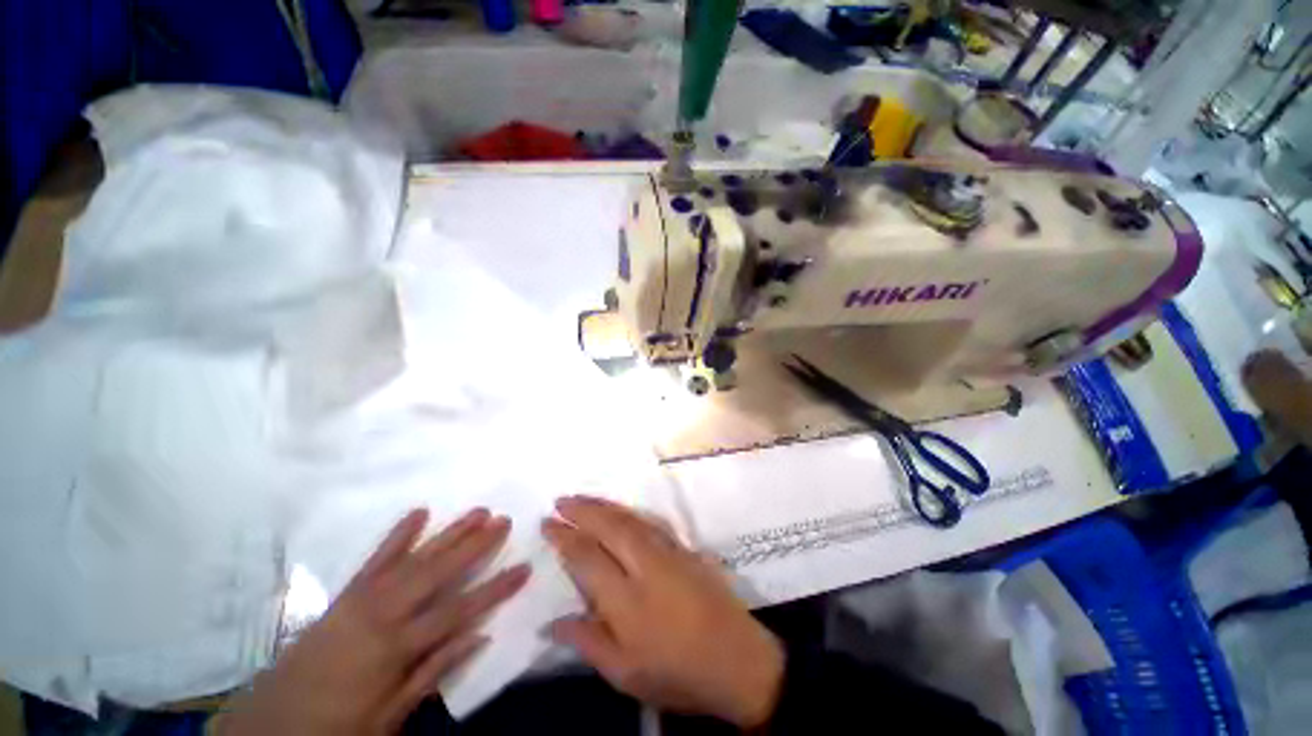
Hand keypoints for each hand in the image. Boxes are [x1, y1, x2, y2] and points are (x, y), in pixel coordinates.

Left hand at [218, 508, 529, 734]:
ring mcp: (362, 599)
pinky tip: (419, 513)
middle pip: (438, 573)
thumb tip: (480, 634)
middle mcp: (382, 615)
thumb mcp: (390, 716)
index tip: (525, 567)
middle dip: (475, 545)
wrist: (269, 723)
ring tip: (477, 511)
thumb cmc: (338, 727)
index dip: (495, 589)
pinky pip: (376, 558)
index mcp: (395, 649)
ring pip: (414, 558)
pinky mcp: (346, 593)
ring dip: (448, 533)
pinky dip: (399, 534)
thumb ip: (434, 671)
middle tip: (504, 520)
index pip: (459, 611)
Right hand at [544, 496, 783, 728]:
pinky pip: (650, 521)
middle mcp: (646, 565)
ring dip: (604, 505)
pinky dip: (629, 512)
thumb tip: (552, 623)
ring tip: (583, 498)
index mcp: (627, 599)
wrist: (738, 659)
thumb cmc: (678, 672)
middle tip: (560, 500)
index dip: (564, 537)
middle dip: (582, 510)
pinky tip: (621, 510)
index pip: (587, 556)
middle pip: (608, 527)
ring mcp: (668, 551)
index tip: (547, 524)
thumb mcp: (626, 674)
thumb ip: (588, 642)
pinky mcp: (684, 548)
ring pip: (629, 519)